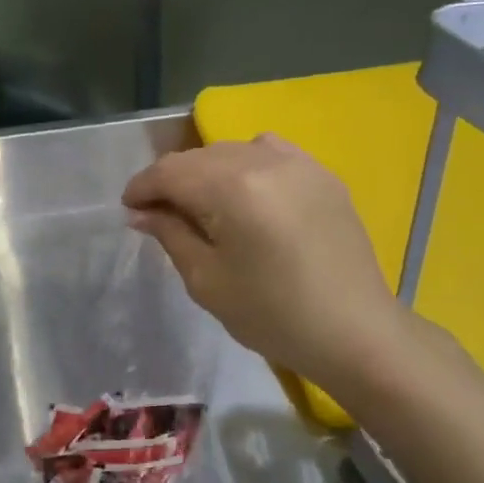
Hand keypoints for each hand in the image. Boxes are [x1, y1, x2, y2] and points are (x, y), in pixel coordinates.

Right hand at [122, 135, 416, 389]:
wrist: (354, 331)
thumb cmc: (272, 315)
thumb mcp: (207, 281)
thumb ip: (171, 234)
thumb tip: (141, 212)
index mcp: (233, 189)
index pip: (170, 171)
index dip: (142, 186)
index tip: (129, 208)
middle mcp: (264, 161)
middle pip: (199, 157)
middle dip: (172, 180)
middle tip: (159, 213)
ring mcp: (299, 163)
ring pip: (232, 151)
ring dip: (207, 171)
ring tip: (202, 204)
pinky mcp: (322, 174)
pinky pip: (270, 152)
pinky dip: (246, 164)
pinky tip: (247, 192)